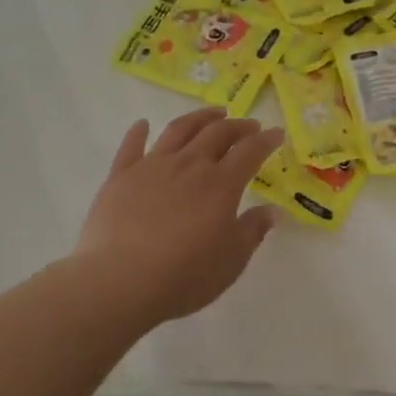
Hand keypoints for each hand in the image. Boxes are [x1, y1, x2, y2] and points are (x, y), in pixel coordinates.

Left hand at [71, 108, 285, 328]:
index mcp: (221, 184)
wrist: (119, 282)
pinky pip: (131, 146)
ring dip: (199, 118)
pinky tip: (143, 124)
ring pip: (179, 130)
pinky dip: (139, 132)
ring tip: (213, 114)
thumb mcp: (231, 261)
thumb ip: (252, 231)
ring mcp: (152, 167)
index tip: (276, 133)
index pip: (250, 151)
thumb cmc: (184, 276)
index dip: (266, 140)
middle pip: (217, 133)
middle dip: (237, 125)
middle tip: (249, 125)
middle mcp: (189, 165)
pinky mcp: (120, 176)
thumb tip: (271, 211)